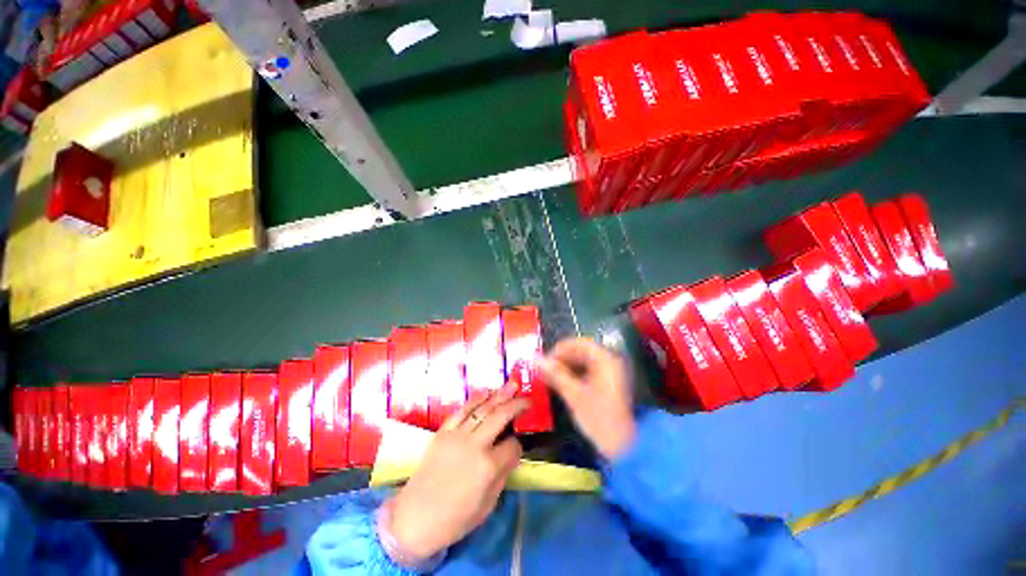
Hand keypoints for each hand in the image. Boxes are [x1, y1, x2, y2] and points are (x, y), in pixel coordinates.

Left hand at [386, 386, 527, 563]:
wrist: (414, 519)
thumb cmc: (454, 519)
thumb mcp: (487, 505)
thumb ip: (502, 475)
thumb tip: (510, 455)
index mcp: (488, 467)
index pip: (513, 446)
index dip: (518, 447)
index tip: (516, 450)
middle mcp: (475, 445)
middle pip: (501, 416)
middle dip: (517, 405)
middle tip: (527, 398)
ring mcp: (457, 435)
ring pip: (483, 408)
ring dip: (499, 394)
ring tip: (512, 385)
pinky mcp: (443, 432)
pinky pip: (462, 410)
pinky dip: (475, 399)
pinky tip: (486, 393)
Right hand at [541, 338, 635, 459]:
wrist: (624, 446)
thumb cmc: (599, 418)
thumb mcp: (573, 394)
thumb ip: (554, 374)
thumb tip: (536, 359)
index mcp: (605, 360)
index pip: (579, 343)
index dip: (560, 349)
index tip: (546, 359)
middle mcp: (610, 361)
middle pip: (582, 351)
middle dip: (562, 359)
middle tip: (546, 369)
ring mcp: (611, 373)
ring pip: (584, 362)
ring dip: (567, 367)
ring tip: (551, 377)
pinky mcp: (609, 384)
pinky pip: (589, 372)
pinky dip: (575, 375)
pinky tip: (563, 384)